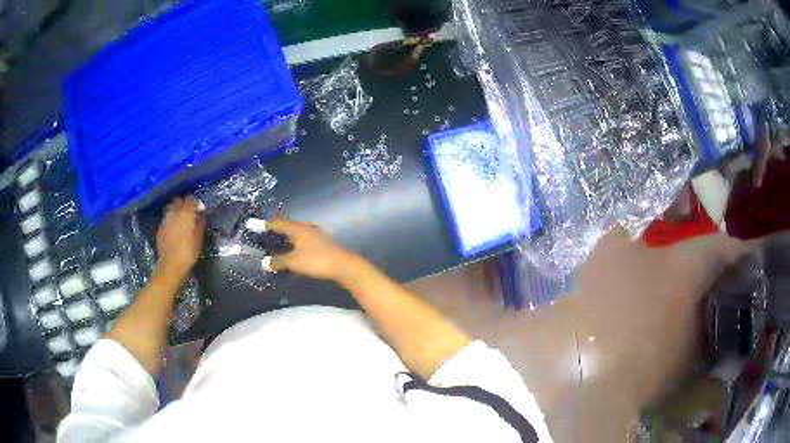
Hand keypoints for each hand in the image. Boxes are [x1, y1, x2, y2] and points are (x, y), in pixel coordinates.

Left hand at [156, 196, 205, 278]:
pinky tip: (174, 228)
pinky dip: (171, 219)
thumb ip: (200, 225)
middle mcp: (173, 214)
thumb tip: (201, 217)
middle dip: (184, 203)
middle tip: (190, 211)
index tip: (199, 207)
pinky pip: (166, 218)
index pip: (190, 200)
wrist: (171, 266)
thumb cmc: (188, 254)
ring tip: (181, 218)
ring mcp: (165, 220)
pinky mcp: (160, 228)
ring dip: (176, 210)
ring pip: (170, 208)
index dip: (195, 201)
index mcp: (185, 214)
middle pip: (178, 201)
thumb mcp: (198, 240)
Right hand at [267, 216, 357, 281]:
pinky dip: (293, 243)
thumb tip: (265, 262)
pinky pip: (302, 239)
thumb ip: (278, 261)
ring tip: (275, 241)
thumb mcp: (294, 262)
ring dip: (285, 236)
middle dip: (275, 228)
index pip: (277, 223)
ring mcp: (315, 234)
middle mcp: (306, 227)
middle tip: (263, 231)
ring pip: (295, 232)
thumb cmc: (317, 260)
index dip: (264, 224)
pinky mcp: (321, 242)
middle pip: (287, 225)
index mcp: (298, 228)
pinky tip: (291, 250)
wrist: (343, 265)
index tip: (253, 224)